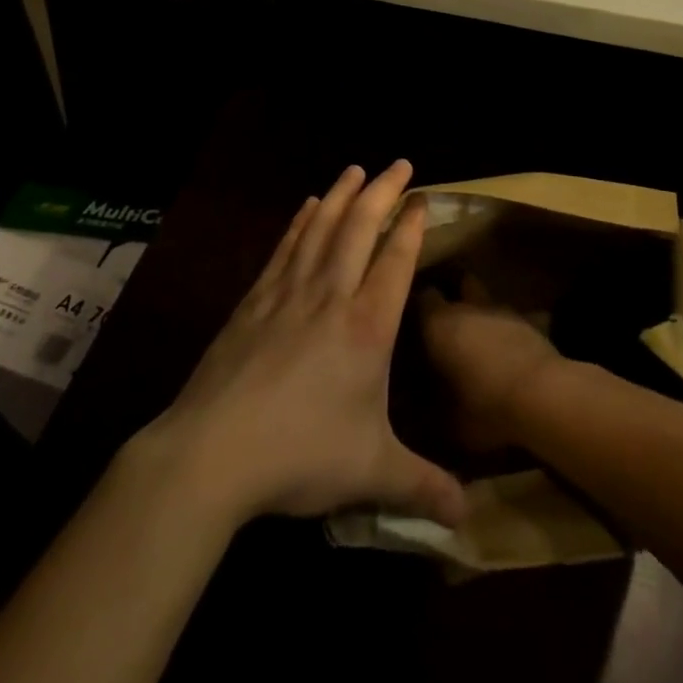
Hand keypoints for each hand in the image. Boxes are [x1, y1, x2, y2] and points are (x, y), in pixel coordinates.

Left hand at [138, 161, 464, 528]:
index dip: (411, 225)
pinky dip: (300, 221)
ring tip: (355, 170)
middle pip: (360, 229)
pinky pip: (285, 248)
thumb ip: (422, 487)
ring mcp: (289, 293)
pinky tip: (306, 206)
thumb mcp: (371, 472)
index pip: (395, 260)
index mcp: (367, 328)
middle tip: (398, 163)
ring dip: (342, 195)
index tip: (422, 198)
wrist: (214, 452)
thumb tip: (468, 518)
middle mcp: (331, 297)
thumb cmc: (301, 454)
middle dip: (382, 192)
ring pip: (322, 228)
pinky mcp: (254, 301)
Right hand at [419, 278, 564, 450]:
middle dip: (453, 300)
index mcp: (438, 323)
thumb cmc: (484, 406)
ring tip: (478, 341)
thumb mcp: (447, 421)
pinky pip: (509, 320)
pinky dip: (504, 332)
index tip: (415, 325)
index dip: (419, 308)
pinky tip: (505, 354)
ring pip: (486, 301)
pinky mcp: (530, 323)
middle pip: (458, 286)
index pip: (422, 297)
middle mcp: (467, 307)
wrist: (543, 396)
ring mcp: (502, 311)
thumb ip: (430, 409)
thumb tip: (422, 408)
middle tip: (447, 326)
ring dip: (481, 315)